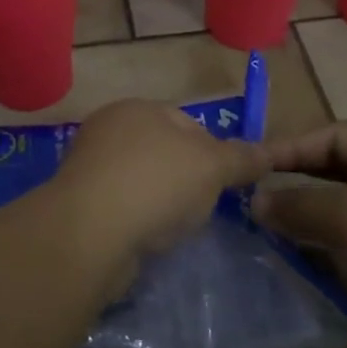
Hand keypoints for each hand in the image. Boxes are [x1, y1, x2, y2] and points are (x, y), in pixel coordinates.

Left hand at [53, 100, 269, 257]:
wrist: (90, 233)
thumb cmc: (156, 184)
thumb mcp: (212, 167)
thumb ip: (241, 158)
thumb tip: (268, 152)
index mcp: (137, 108)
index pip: (186, 122)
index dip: (213, 151)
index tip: (225, 183)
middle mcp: (107, 130)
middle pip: (162, 153)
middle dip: (185, 179)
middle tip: (201, 207)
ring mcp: (88, 167)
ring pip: (140, 182)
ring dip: (159, 202)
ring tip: (172, 227)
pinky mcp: (78, 204)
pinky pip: (120, 208)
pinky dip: (136, 221)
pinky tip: (145, 239)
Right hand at [252, 121, 346, 347]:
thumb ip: (295, 203)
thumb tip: (256, 201)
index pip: (335, 135)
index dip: (291, 147)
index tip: (250, 167)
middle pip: (339, 173)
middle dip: (296, 187)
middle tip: (254, 203)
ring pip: (345, 215)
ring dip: (308, 224)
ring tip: (270, 237)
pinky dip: (327, 253)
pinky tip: (301, 266)